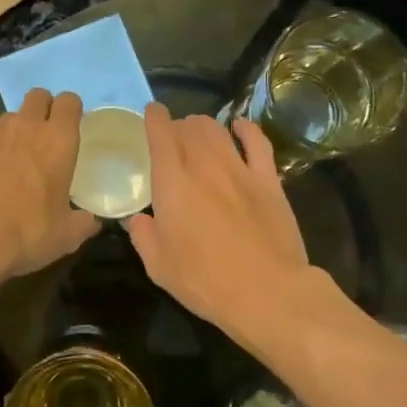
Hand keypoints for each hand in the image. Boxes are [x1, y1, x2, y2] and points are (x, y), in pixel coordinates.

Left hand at [0, 89, 99, 283]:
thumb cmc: (28, 233)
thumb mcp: (67, 235)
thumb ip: (83, 222)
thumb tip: (90, 220)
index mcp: (57, 141)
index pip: (69, 101)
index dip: (71, 110)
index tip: (71, 127)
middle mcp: (23, 128)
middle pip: (37, 96)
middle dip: (42, 109)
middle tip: (44, 138)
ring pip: (7, 119)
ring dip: (14, 133)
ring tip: (13, 164)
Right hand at [126, 106, 312, 338]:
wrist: (266, 292)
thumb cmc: (205, 282)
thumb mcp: (158, 266)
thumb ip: (143, 235)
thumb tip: (136, 218)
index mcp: (172, 184)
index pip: (160, 135)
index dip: (154, 118)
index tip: (150, 114)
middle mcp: (204, 166)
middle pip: (189, 128)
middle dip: (177, 126)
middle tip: (172, 138)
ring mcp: (240, 170)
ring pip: (218, 130)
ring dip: (204, 126)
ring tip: (198, 133)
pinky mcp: (269, 180)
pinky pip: (257, 142)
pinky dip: (246, 129)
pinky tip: (239, 127)